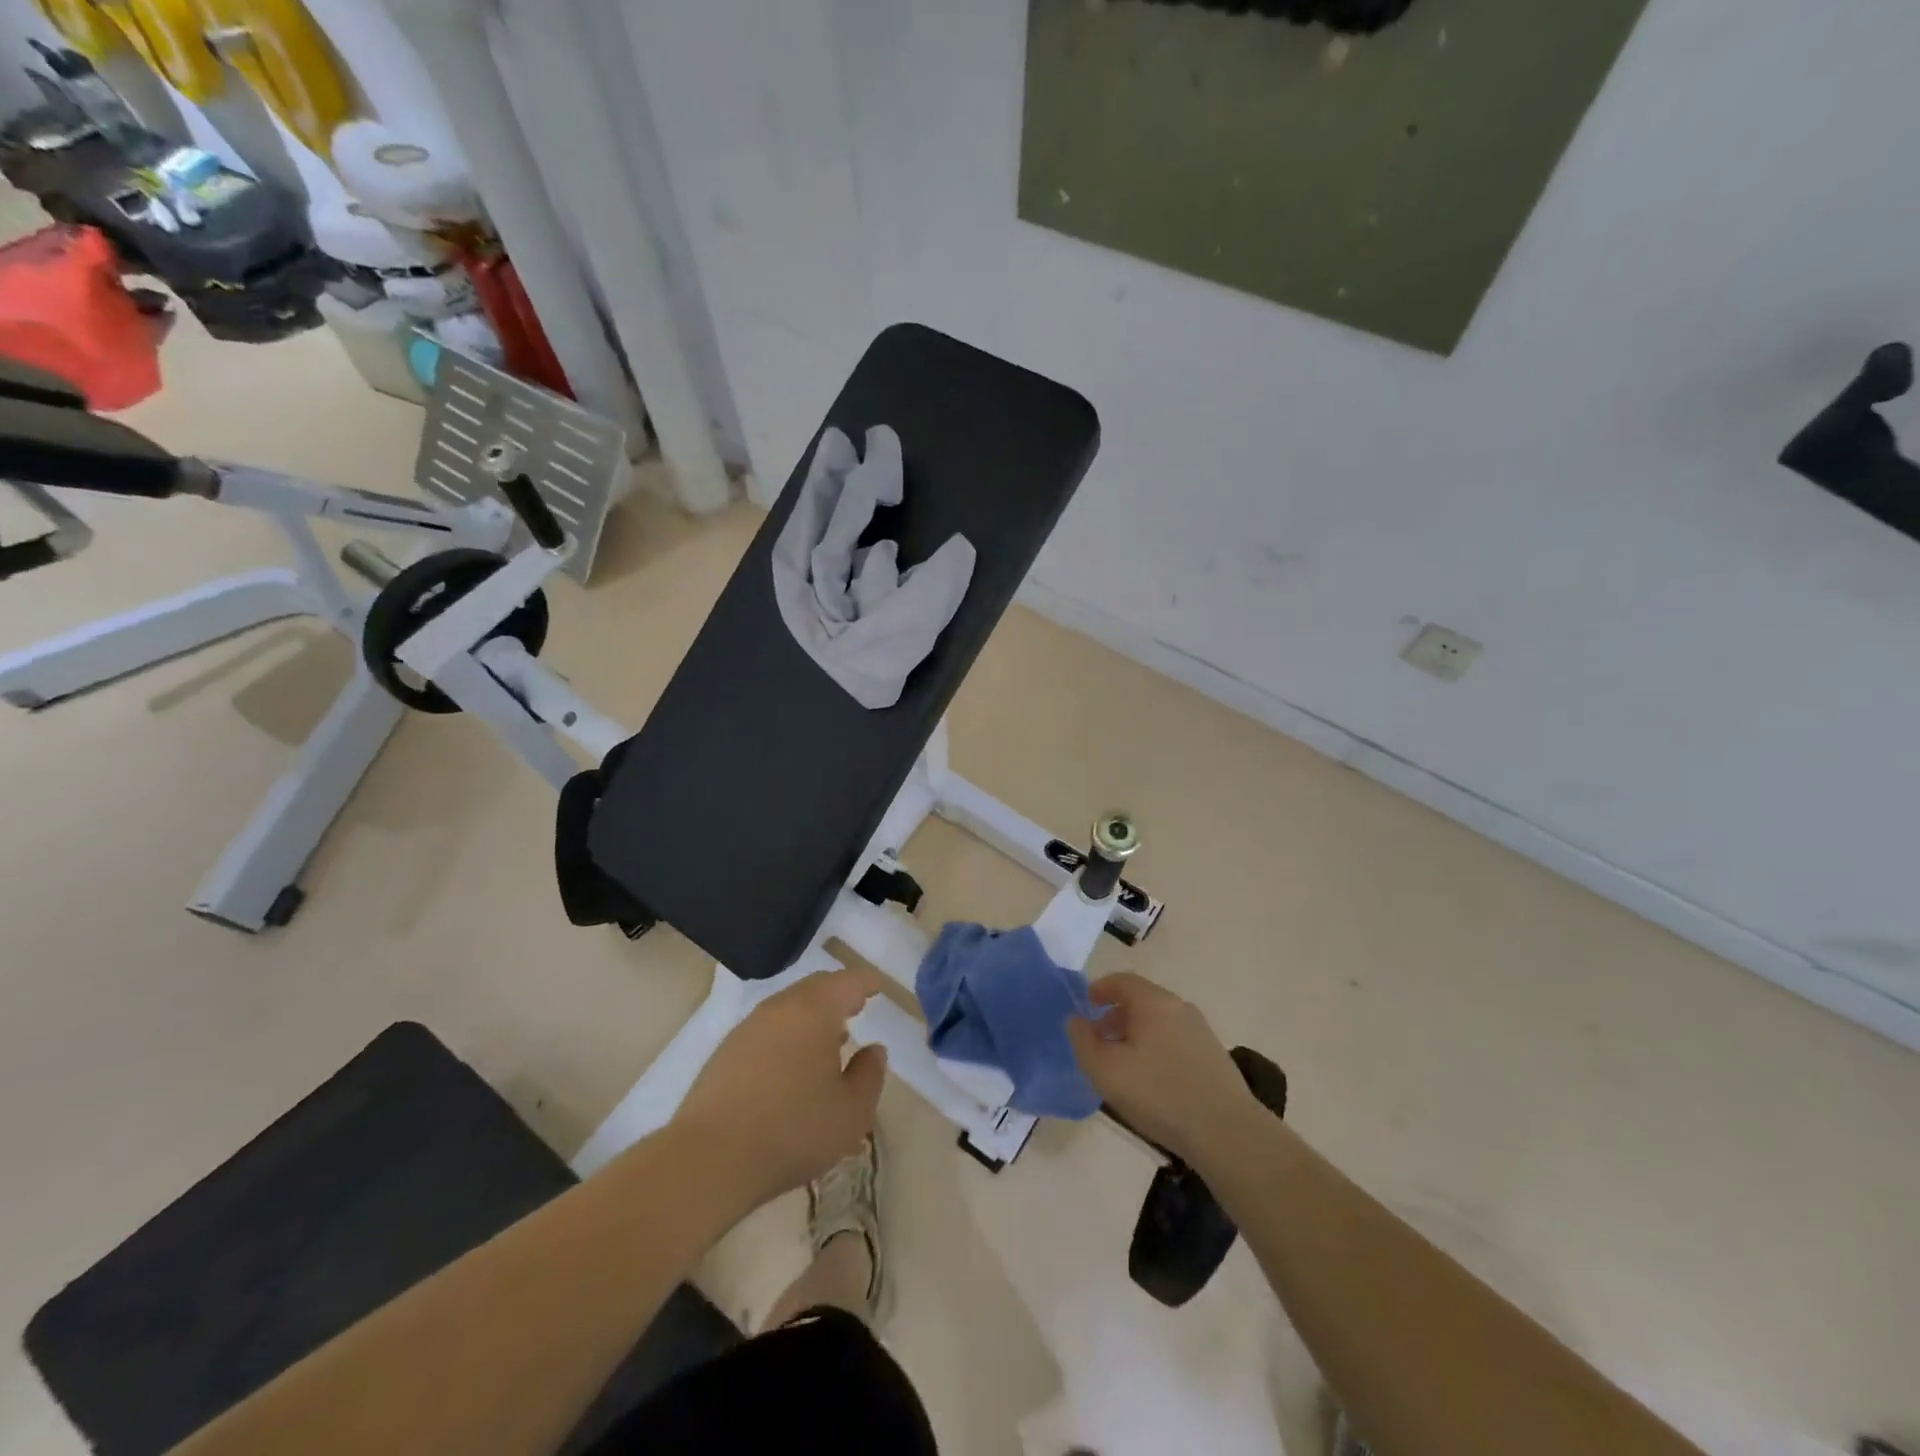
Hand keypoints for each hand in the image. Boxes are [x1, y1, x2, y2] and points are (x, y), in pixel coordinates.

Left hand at [674, 968, 888, 1212]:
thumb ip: (869, 1075)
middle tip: (855, 1006)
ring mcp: (747, 1029)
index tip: (876, 988)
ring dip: (811, 1017)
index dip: (865, 983)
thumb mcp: (851, 1112)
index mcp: (815, 1011)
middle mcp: (780, 1008)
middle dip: (837, 994)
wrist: (709, 1159)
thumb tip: (874, 1050)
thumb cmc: (793, 1130)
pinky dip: (787, 1036)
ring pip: (788, 1008)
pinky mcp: (724, 1053)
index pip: (847, 982)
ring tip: (827, 1041)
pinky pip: (767, 1030)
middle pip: (814, 988)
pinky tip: (791, 1066)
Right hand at [1066, 972, 1261, 1167]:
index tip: (1086, 1004)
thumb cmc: (1158, 1093)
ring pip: (1159, 1022)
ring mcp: (1201, 1031)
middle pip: (1142, 1000)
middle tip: (1099, 1038)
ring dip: (1137, 1034)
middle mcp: (1179, 1008)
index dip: (1101, 989)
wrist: (1226, 1132)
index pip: (1122, 981)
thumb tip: (1076, 1020)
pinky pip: (1175, 1040)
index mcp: (1153, 1002)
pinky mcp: (1214, 1056)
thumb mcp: (1105, 1070)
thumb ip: (1083, 1041)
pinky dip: (1156, 1047)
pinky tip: (1152, 1079)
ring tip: (1123, 1063)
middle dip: (1116, 1015)